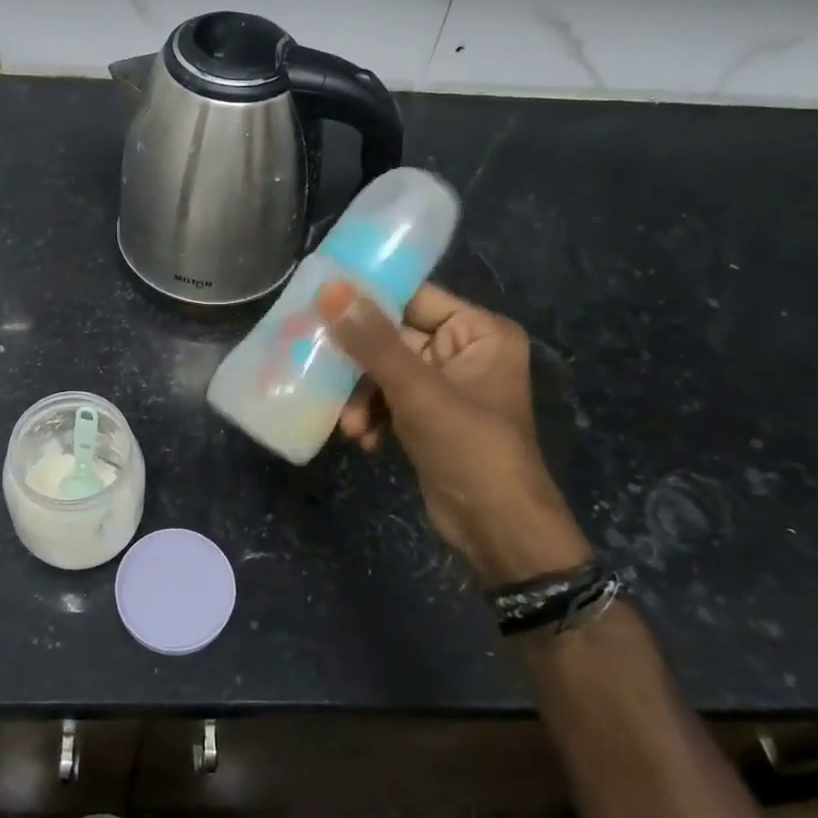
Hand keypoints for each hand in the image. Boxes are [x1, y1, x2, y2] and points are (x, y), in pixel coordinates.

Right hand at [316, 280, 591, 584]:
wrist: (497, 529)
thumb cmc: (469, 448)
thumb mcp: (418, 391)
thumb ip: (374, 341)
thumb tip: (331, 288)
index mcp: (478, 331)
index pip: (414, 297)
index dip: (368, 300)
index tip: (320, 304)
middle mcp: (464, 350)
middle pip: (393, 337)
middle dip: (360, 366)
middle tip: (319, 370)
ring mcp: (446, 386)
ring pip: (385, 372)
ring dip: (362, 397)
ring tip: (352, 426)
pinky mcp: (430, 416)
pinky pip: (390, 399)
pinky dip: (374, 415)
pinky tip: (364, 440)